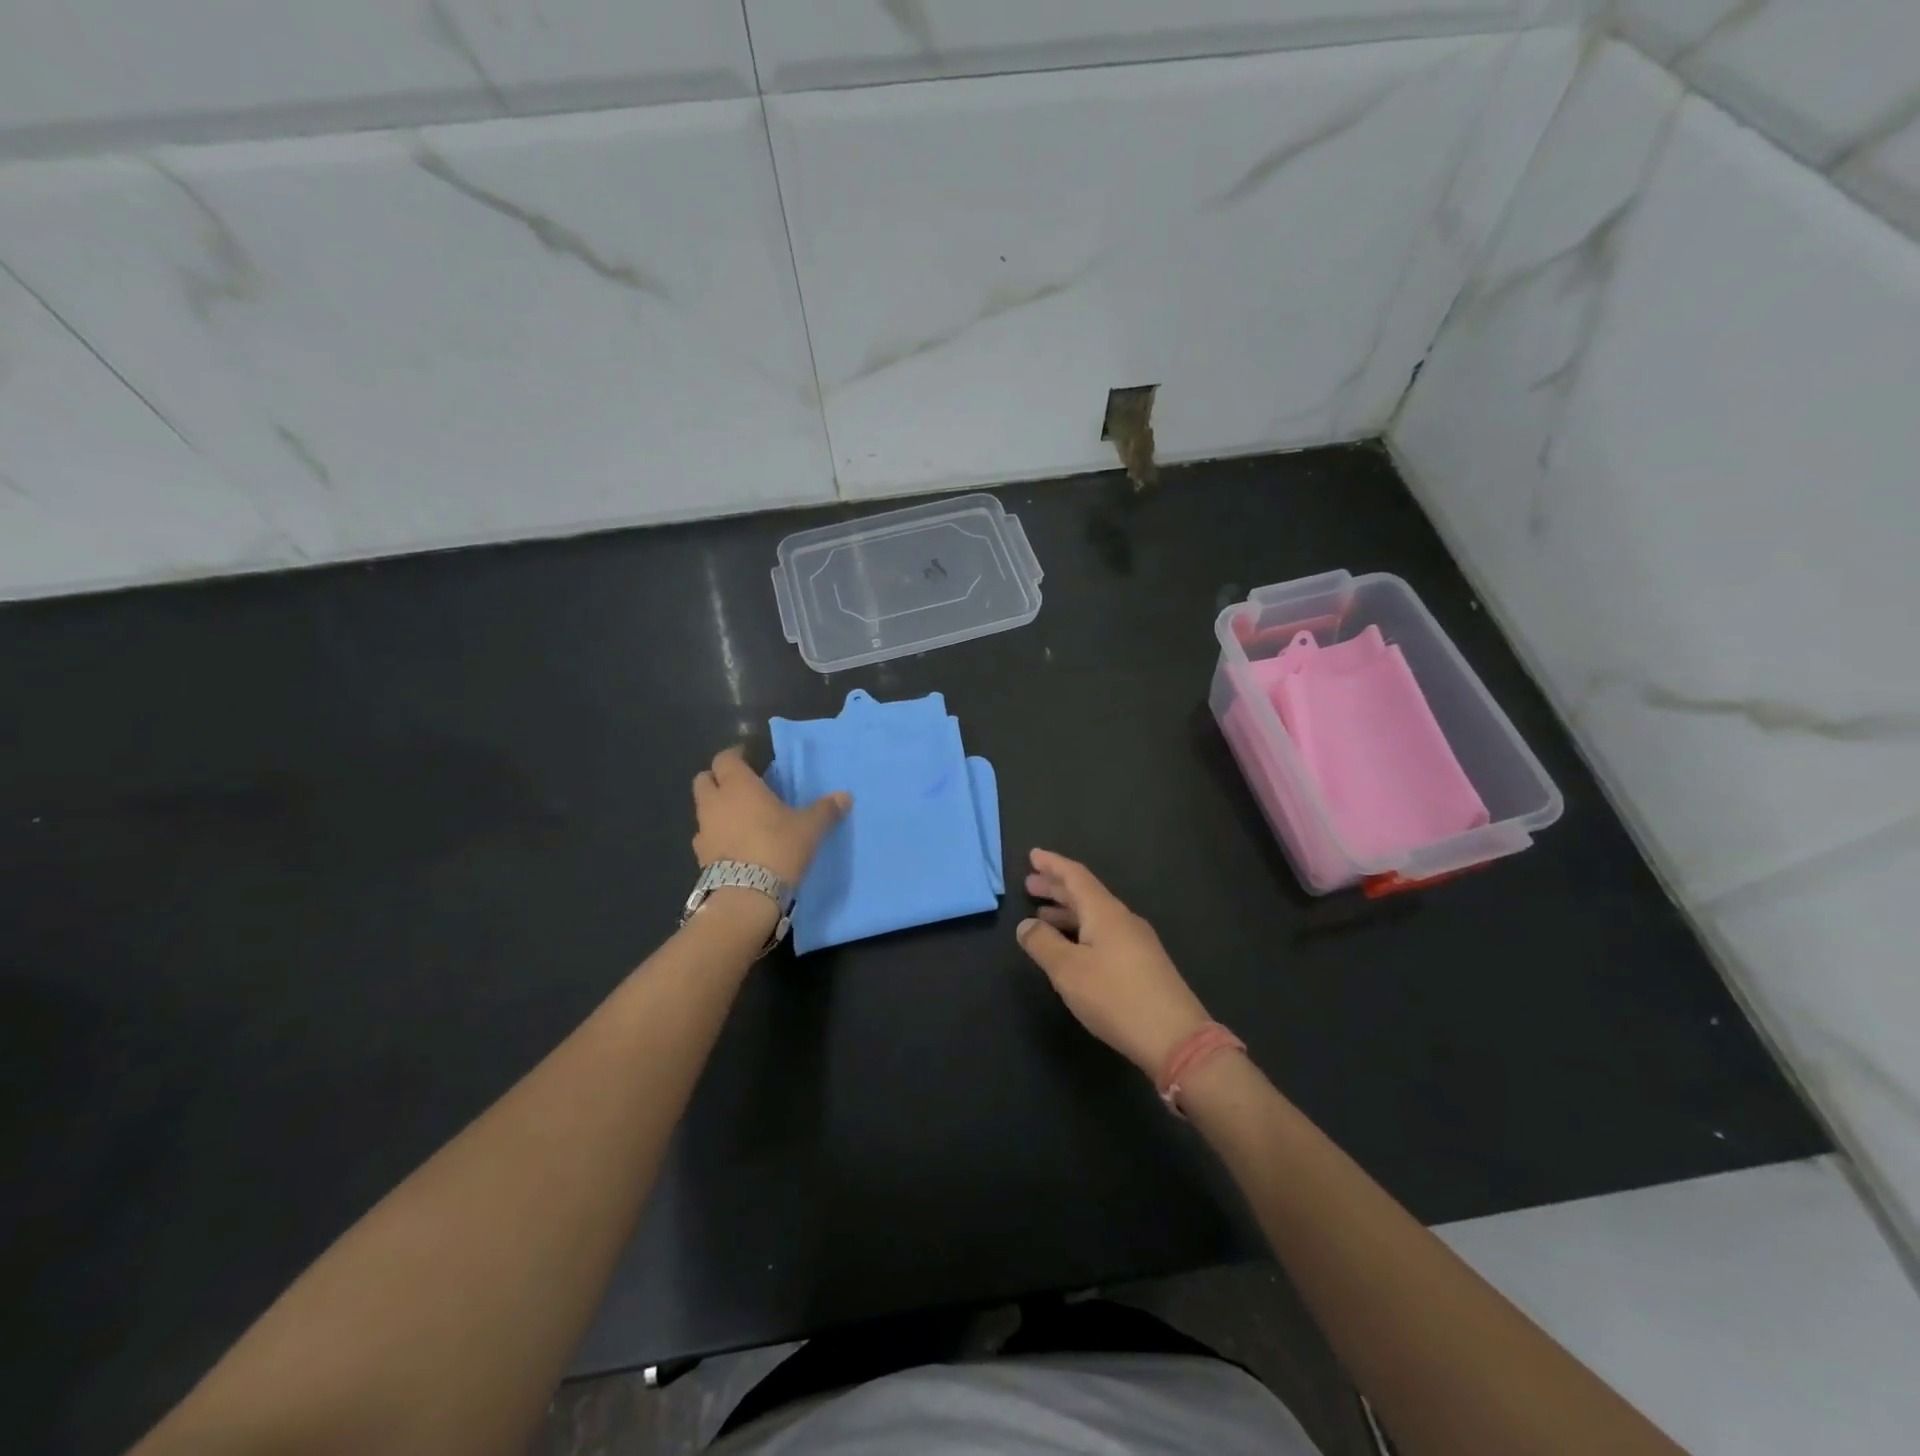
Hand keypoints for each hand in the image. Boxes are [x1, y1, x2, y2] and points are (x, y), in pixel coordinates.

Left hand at [692, 746, 849, 885]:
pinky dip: (715, 835)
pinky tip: (733, 844)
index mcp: (738, 786)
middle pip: (704, 780)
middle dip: (718, 779)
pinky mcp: (700, 856)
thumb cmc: (778, 848)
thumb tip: (845, 796)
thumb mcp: (809, 828)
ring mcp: (703, 829)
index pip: (725, 758)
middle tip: (740, 785)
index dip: (735, 755)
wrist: (746, 895)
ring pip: (703, 808)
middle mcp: (715, 802)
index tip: (748, 757)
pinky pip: (705, 836)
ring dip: (716, 808)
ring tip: (739, 817)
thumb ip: (825, 810)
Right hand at [1016, 849, 1212, 1078]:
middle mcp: (1123, 919)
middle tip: (1029, 885)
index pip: (1076, 876)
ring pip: (1095, 915)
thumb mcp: (1068, 971)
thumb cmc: (1116, 997)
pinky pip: (1104, 933)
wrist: (1175, 1038)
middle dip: (1057, 888)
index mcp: (1105, 912)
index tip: (1033, 855)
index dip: (1052, 865)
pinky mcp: (1142, 963)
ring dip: (1067, 912)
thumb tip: (1025, 924)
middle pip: (1086, 894)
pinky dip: (1081, 930)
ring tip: (1042, 916)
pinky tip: (1071, 947)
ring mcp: (1136, 941)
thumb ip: (1043, 944)